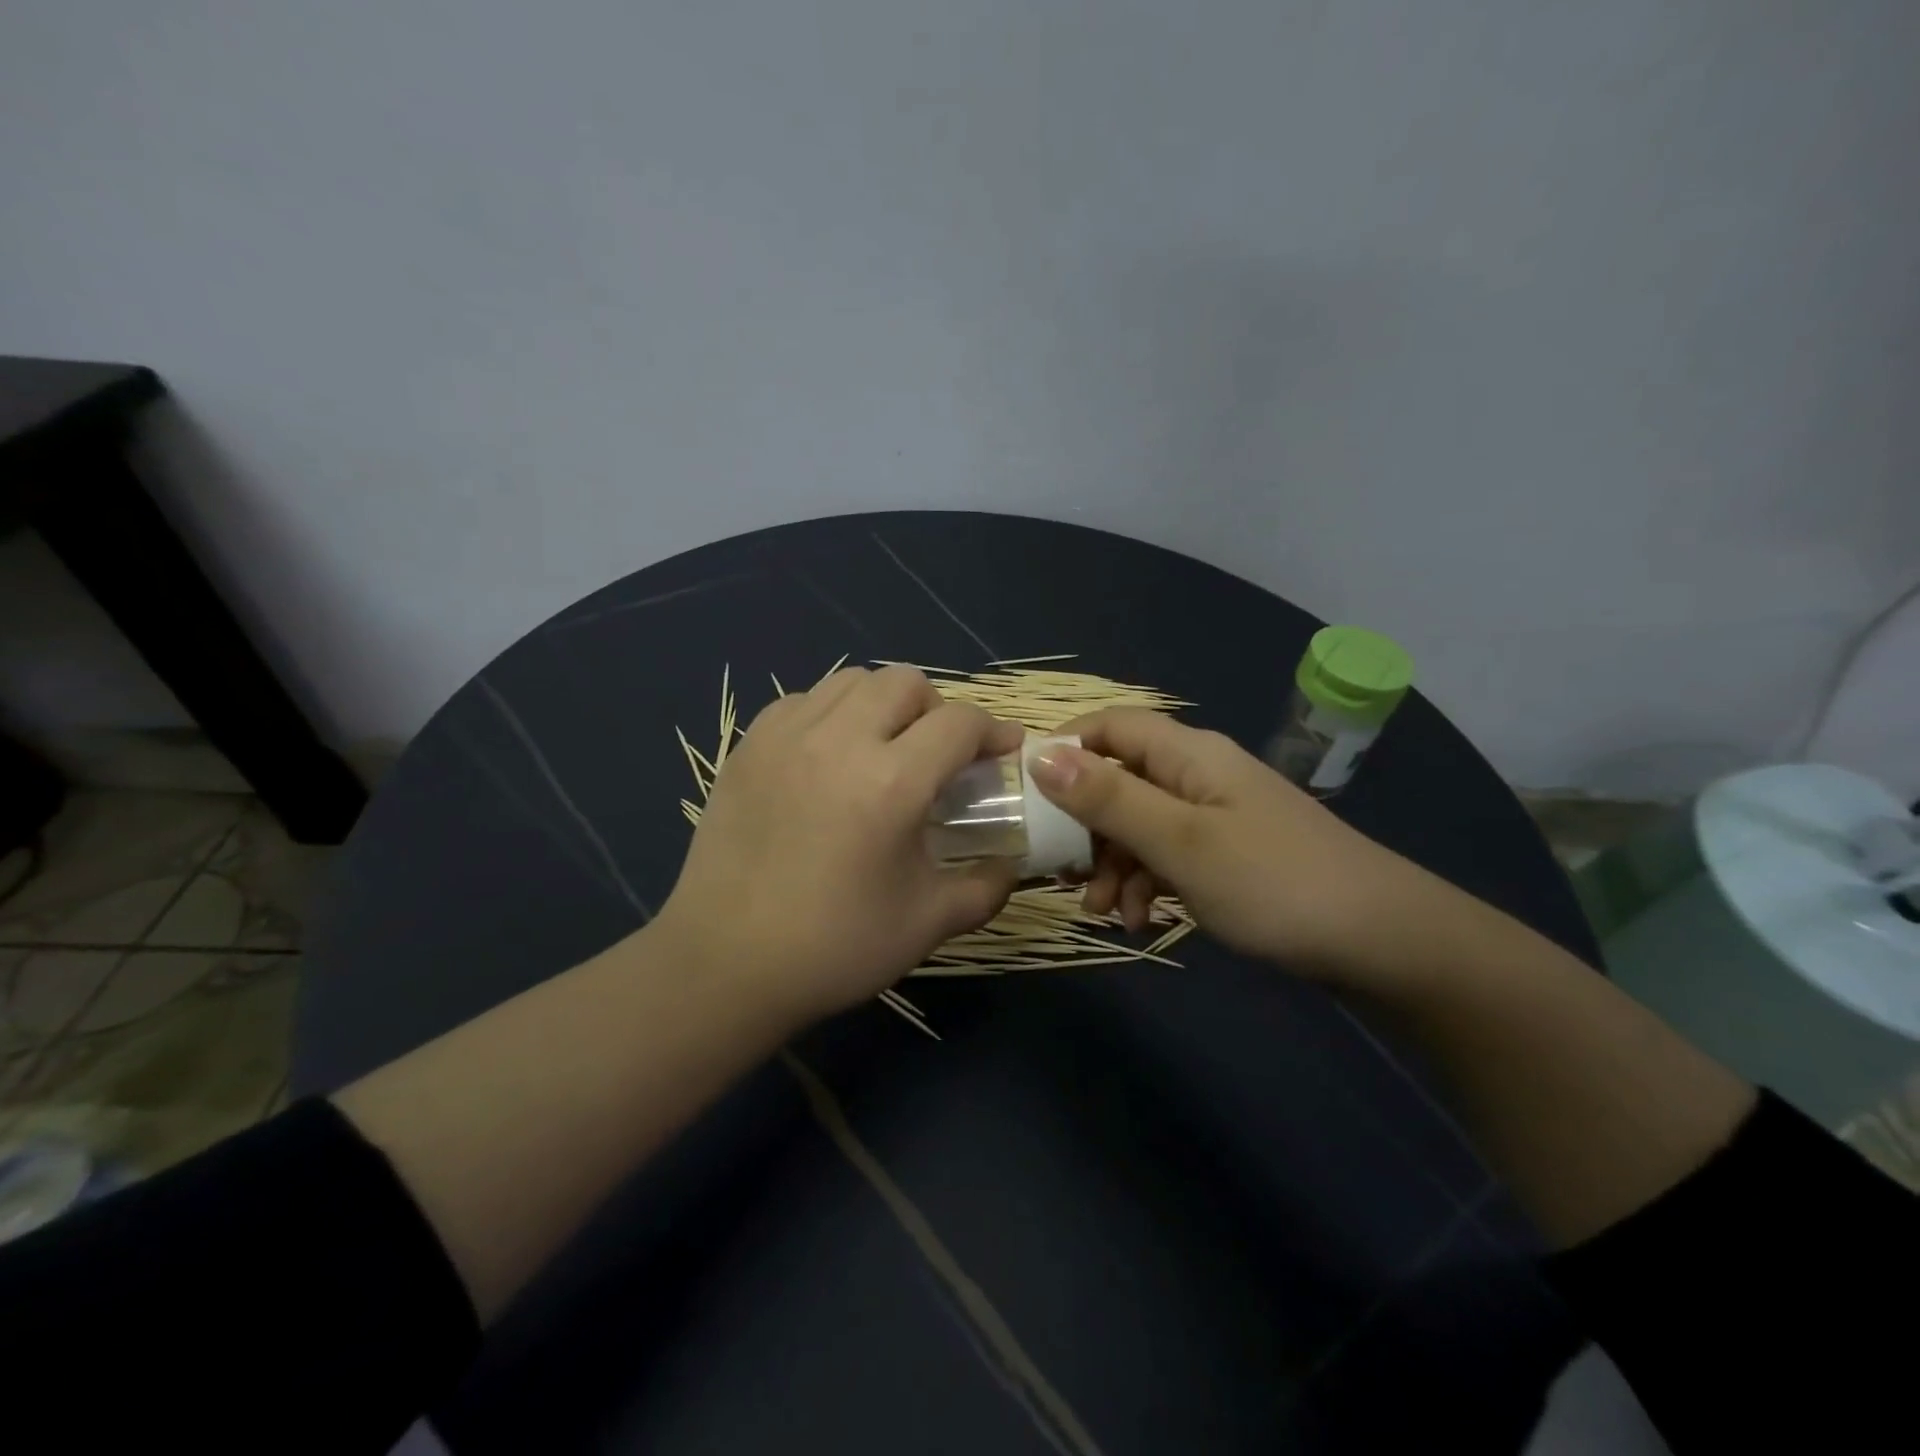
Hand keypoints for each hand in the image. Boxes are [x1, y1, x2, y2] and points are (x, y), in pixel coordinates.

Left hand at [653, 666, 1023, 1022]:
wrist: (726, 965)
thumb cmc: (835, 948)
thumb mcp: (929, 924)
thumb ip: (987, 886)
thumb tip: (1013, 863)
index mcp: (892, 783)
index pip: (960, 722)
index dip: (993, 732)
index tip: (1002, 753)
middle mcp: (839, 741)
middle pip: (906, 682)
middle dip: (938, 711)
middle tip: (938, 755)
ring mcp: (786, 737)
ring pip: (852, 681)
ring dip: (883, 704)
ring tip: (884, 748)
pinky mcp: (748, 747)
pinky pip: (803, 701)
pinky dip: (831, 714)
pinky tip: (830, 757)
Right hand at [1027, 709, 1437, 984]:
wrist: (1383, 945)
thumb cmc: (1274, 882)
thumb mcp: (1180, 842)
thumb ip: (1109, 799)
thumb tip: (1041, 755)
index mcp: (1189, 754)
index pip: (1110, 726)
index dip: (1065, 749)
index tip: (1026, 795)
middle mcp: (1198, 775)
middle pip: (1119, 780)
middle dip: (1085, 825)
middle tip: (1061, 870)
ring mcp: (1215, 816)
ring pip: (1139, 825)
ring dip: (1113, 864)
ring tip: (1103, 913)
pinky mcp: (1227, 855)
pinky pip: (1168, 856)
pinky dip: (1146, 884)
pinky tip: (1142, 922)